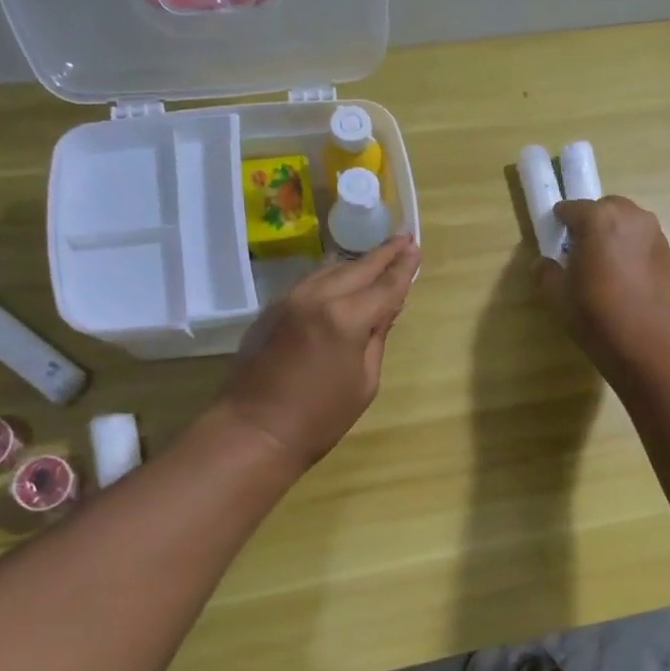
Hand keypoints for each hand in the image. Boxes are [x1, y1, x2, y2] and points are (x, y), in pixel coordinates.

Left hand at [221, 237, 421, 467]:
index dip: (403, 267)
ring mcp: (289, 300)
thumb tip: (386, 309)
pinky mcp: (272, 309)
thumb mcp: (364, 382)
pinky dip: (331, 276)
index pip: (384, 286)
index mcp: (346, 319)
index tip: (415, 247)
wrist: (253, 431)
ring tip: (376, 257)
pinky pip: (309, 282)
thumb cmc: (320, 418)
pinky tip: (340, 278)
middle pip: (357, 268)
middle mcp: (318, 298)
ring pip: (330, 269)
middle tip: (403, 239)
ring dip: (355, 263)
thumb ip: (377, 338)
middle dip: (383, 254)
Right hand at [536, 197, 669, 372]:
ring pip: (632, 225)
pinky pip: (648, 247)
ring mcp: (657, 237)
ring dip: (619, 236)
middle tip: (583, 249)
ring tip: (609, 265)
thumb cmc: (595, 313)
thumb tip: (542, 264)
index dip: (561, 221)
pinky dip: (637, 255)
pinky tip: (630, 283)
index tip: (556, 236)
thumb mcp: (557, 295)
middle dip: (594, 222)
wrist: (646, 342)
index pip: (572, 208)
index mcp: (598, 218)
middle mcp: (632, 218)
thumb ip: (546, 273)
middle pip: (607, 208)